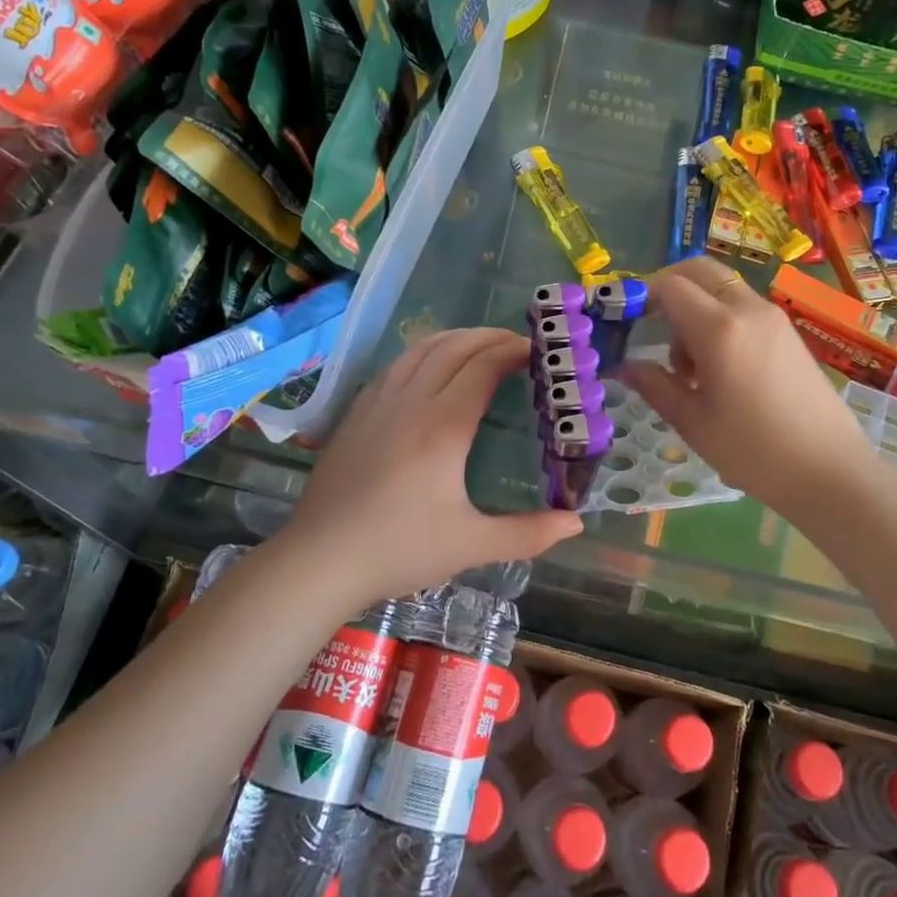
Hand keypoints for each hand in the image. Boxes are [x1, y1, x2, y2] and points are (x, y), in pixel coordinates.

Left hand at [276, 327, 582, 604]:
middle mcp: (411, 402)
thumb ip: (528, 533)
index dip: (513, 351)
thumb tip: (576, 522)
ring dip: (456, 338)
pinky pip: (396, 365)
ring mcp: (378, 402)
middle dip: (490, 337)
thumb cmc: (400, 551)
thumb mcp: (471, 545)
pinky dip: (424, 353)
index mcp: (443, 426)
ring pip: (421, 349)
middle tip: (517, 344)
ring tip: (480, 345)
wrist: (320, 559)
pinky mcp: (356, 412)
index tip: (538, 350)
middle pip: (454, 348)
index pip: (483, 367)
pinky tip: (429, 368)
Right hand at [621, 258, 877, 517]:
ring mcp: (773, 317)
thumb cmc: (754, 452)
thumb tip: (625, 366)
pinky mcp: (787, 331)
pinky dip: (718, 318)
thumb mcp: (693, 422)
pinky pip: (742, 306)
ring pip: (721, 288)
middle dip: (667, 287)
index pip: (670, 286)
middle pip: (698, 271)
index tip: (623, 320)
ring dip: (694, 307)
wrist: (831, 471)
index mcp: (720, 329)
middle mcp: (748, 310)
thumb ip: (655, 386)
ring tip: (686, 366)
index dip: (641, 295)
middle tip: (648, 326)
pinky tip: (717, 367)